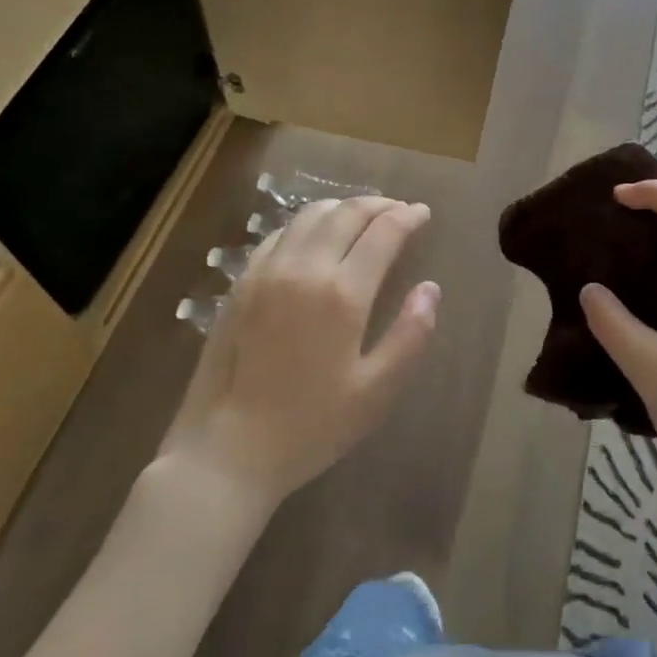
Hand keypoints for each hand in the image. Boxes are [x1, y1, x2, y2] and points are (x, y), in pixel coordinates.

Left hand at [159, 196, 440, 503]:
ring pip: (311, 215)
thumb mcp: (375, 393)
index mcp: (343, 294)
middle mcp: (305, 268)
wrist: (226, 452)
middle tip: (398, 210)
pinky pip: (280, 233)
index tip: (423, 213)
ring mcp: (268, 271)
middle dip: (379, 204)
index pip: (383, 232)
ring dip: (343, 207)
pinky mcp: (242, 282)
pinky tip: (314, 236)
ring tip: (361, 216)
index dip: (408, 216)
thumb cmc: (309, 427)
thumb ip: (410, 336)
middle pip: (348, 213)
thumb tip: (430, 288)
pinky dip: (307, 223)